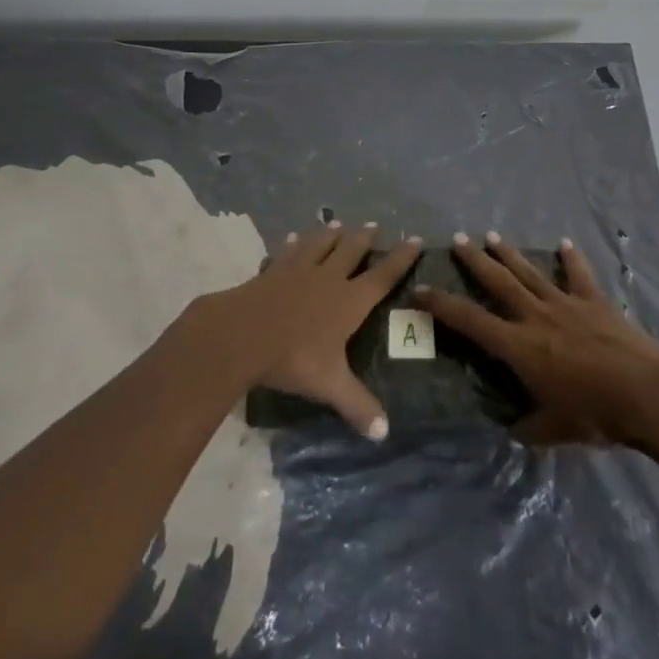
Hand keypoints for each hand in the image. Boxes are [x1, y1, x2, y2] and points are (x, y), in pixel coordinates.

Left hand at [185, 222, 421, 440]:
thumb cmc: (293, 358)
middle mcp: (327, 278)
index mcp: (349, 301)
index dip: (401, 258)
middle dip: (364, 239)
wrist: (242, 335)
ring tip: (336, 224)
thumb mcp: (329, 384)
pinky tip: (291, 238)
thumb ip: (357, 405)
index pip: (382, 276)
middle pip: (350, 251)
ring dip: (329, 234)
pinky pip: (286, 253)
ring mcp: (297, 270)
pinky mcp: (271, 272)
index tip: (416, 239)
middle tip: (373, 225)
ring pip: (319, 245)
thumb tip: (384, 434)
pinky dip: (291, 244)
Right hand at [415, 233, 658, 446]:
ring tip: (492, 236)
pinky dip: (572, 258)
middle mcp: (536, 316)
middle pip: (498, 282)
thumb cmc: (595, 415)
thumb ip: (529, 427)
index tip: (420, 289)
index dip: (442, 305)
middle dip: (475, 261)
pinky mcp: (594, 301)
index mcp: (519, 346)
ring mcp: (566, 303)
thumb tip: (512, 430)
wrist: (646, 393)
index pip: (470, 321)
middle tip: (458, 240)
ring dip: (510, 254)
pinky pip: (579, 275)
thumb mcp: (554, 430)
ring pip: (530, 272)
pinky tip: (565, 243)